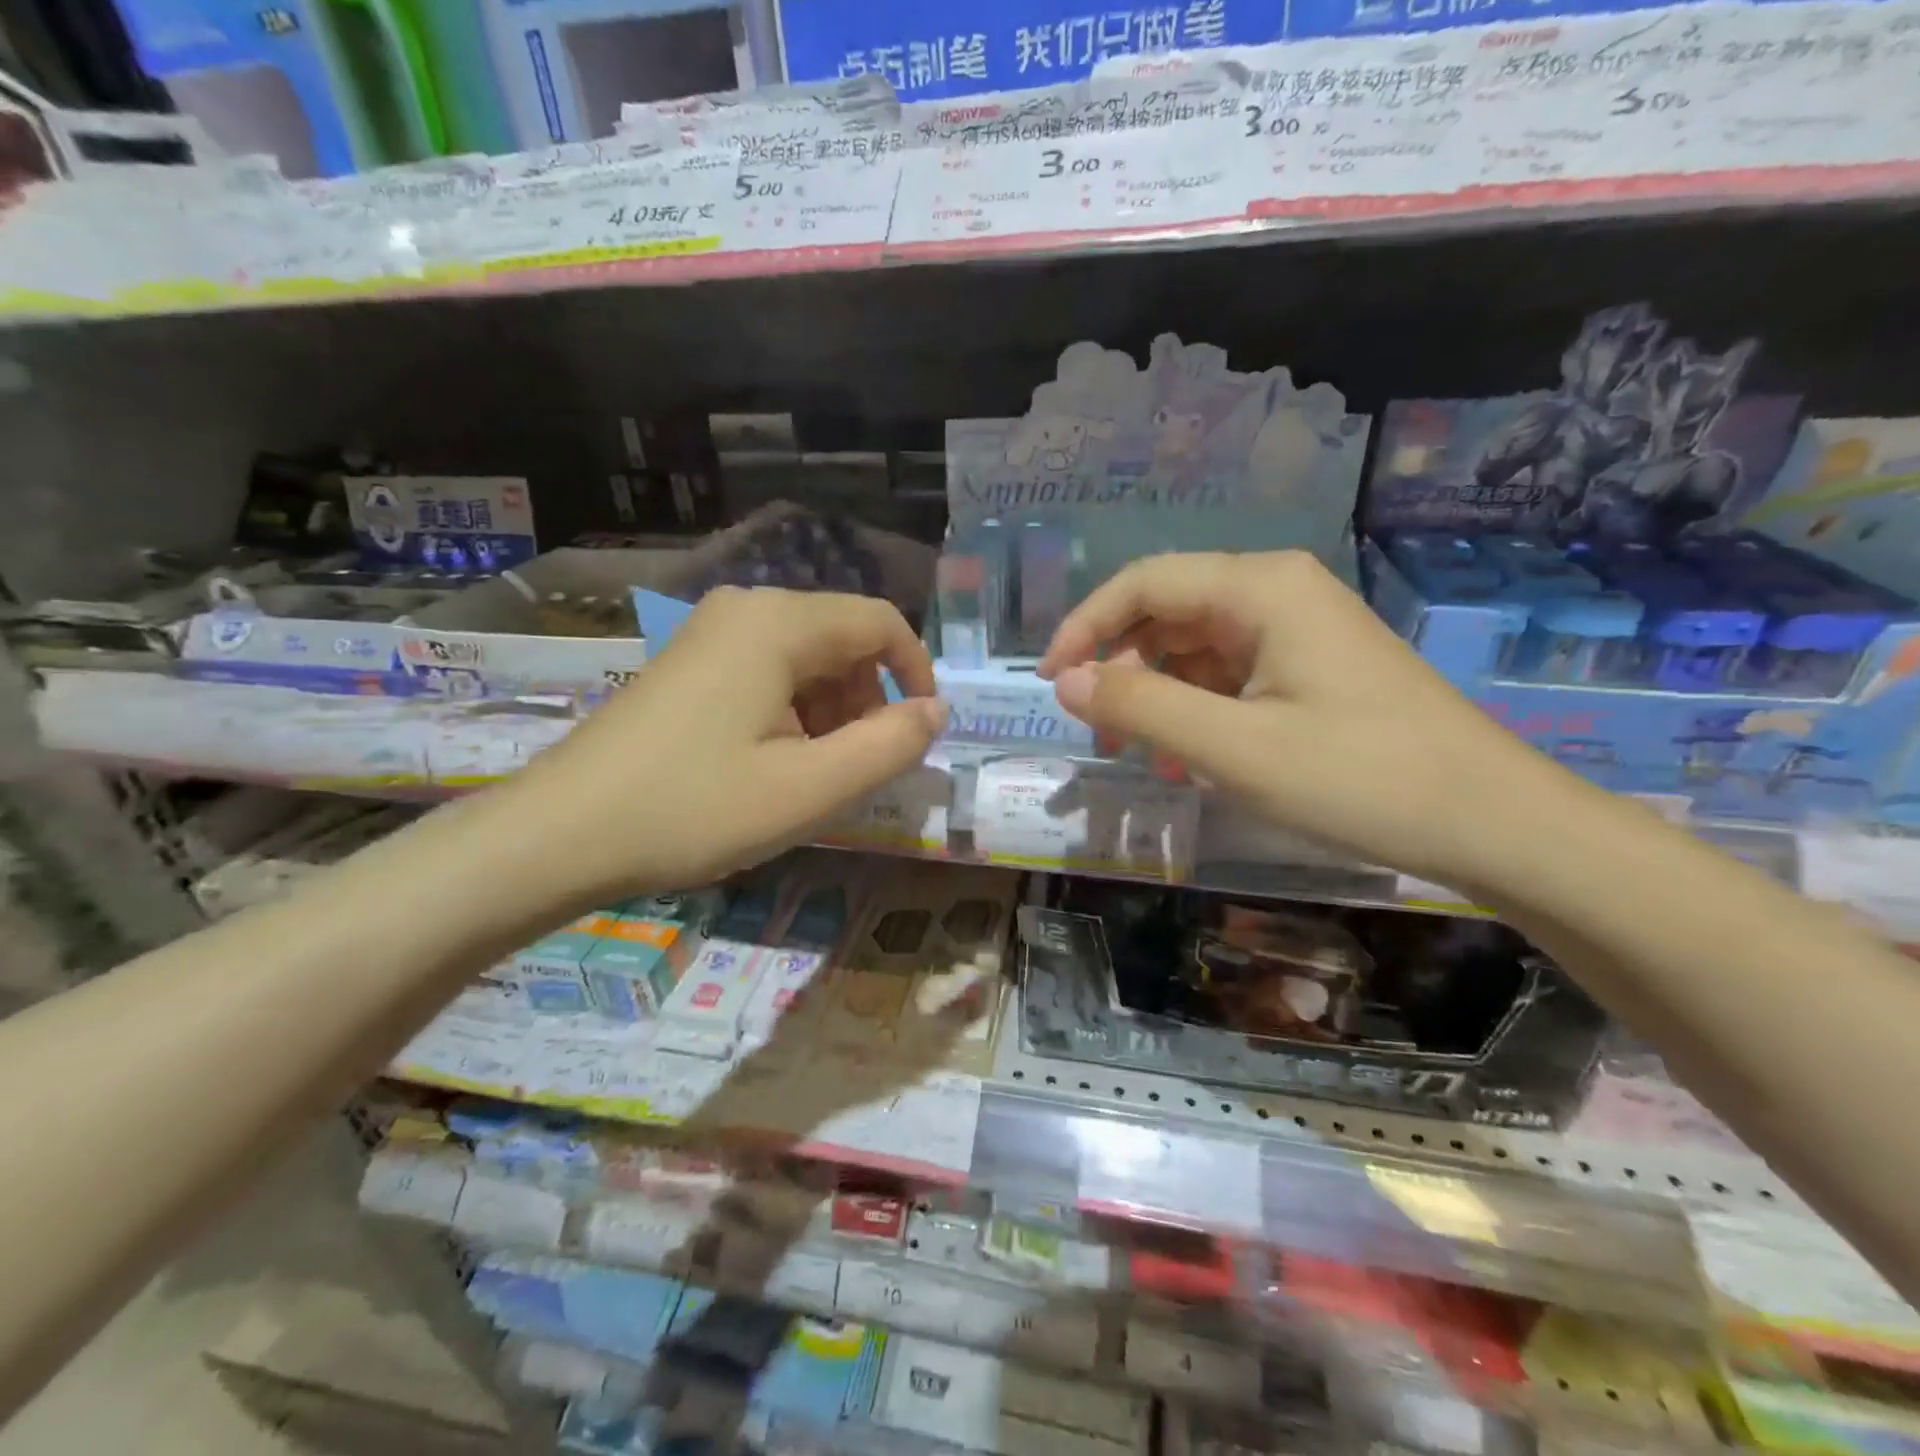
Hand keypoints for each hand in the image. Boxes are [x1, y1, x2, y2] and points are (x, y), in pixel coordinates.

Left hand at [506, 587, 944, 905]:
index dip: (916, 674)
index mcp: (778, 623)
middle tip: (856, 769)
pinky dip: (792, 713)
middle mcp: (746, 609)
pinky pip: (767, 672)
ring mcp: (710, 633)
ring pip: (806, 659)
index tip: (919, 734)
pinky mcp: (689, 662)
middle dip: (868, 701)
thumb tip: (937, 711)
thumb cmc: (694, 809)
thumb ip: (889, 746)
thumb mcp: (810, 789)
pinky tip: (770, 765)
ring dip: (830, 713)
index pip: (881, 622)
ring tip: (811, 776)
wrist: (560, 834)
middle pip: (842, 640)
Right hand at [1037, 551, 1559, 885]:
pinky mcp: (1310, 668)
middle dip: (1120, 667)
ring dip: (1155, 694)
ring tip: (1139, 754)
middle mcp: (1276, 593)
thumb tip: (1067, 681)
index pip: (1143, 583)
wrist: (1493, 822)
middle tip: (1097, 731)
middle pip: (1167, 611)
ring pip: (1194, 647)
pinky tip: (1186, 758)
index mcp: (1260, 588)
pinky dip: (1194, 710)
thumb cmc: (1360, 777)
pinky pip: (1228, 675)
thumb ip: (1141, 708)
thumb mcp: (1233, 747)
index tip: (1051, 682)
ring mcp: (1297, 630)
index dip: (1085, 626)